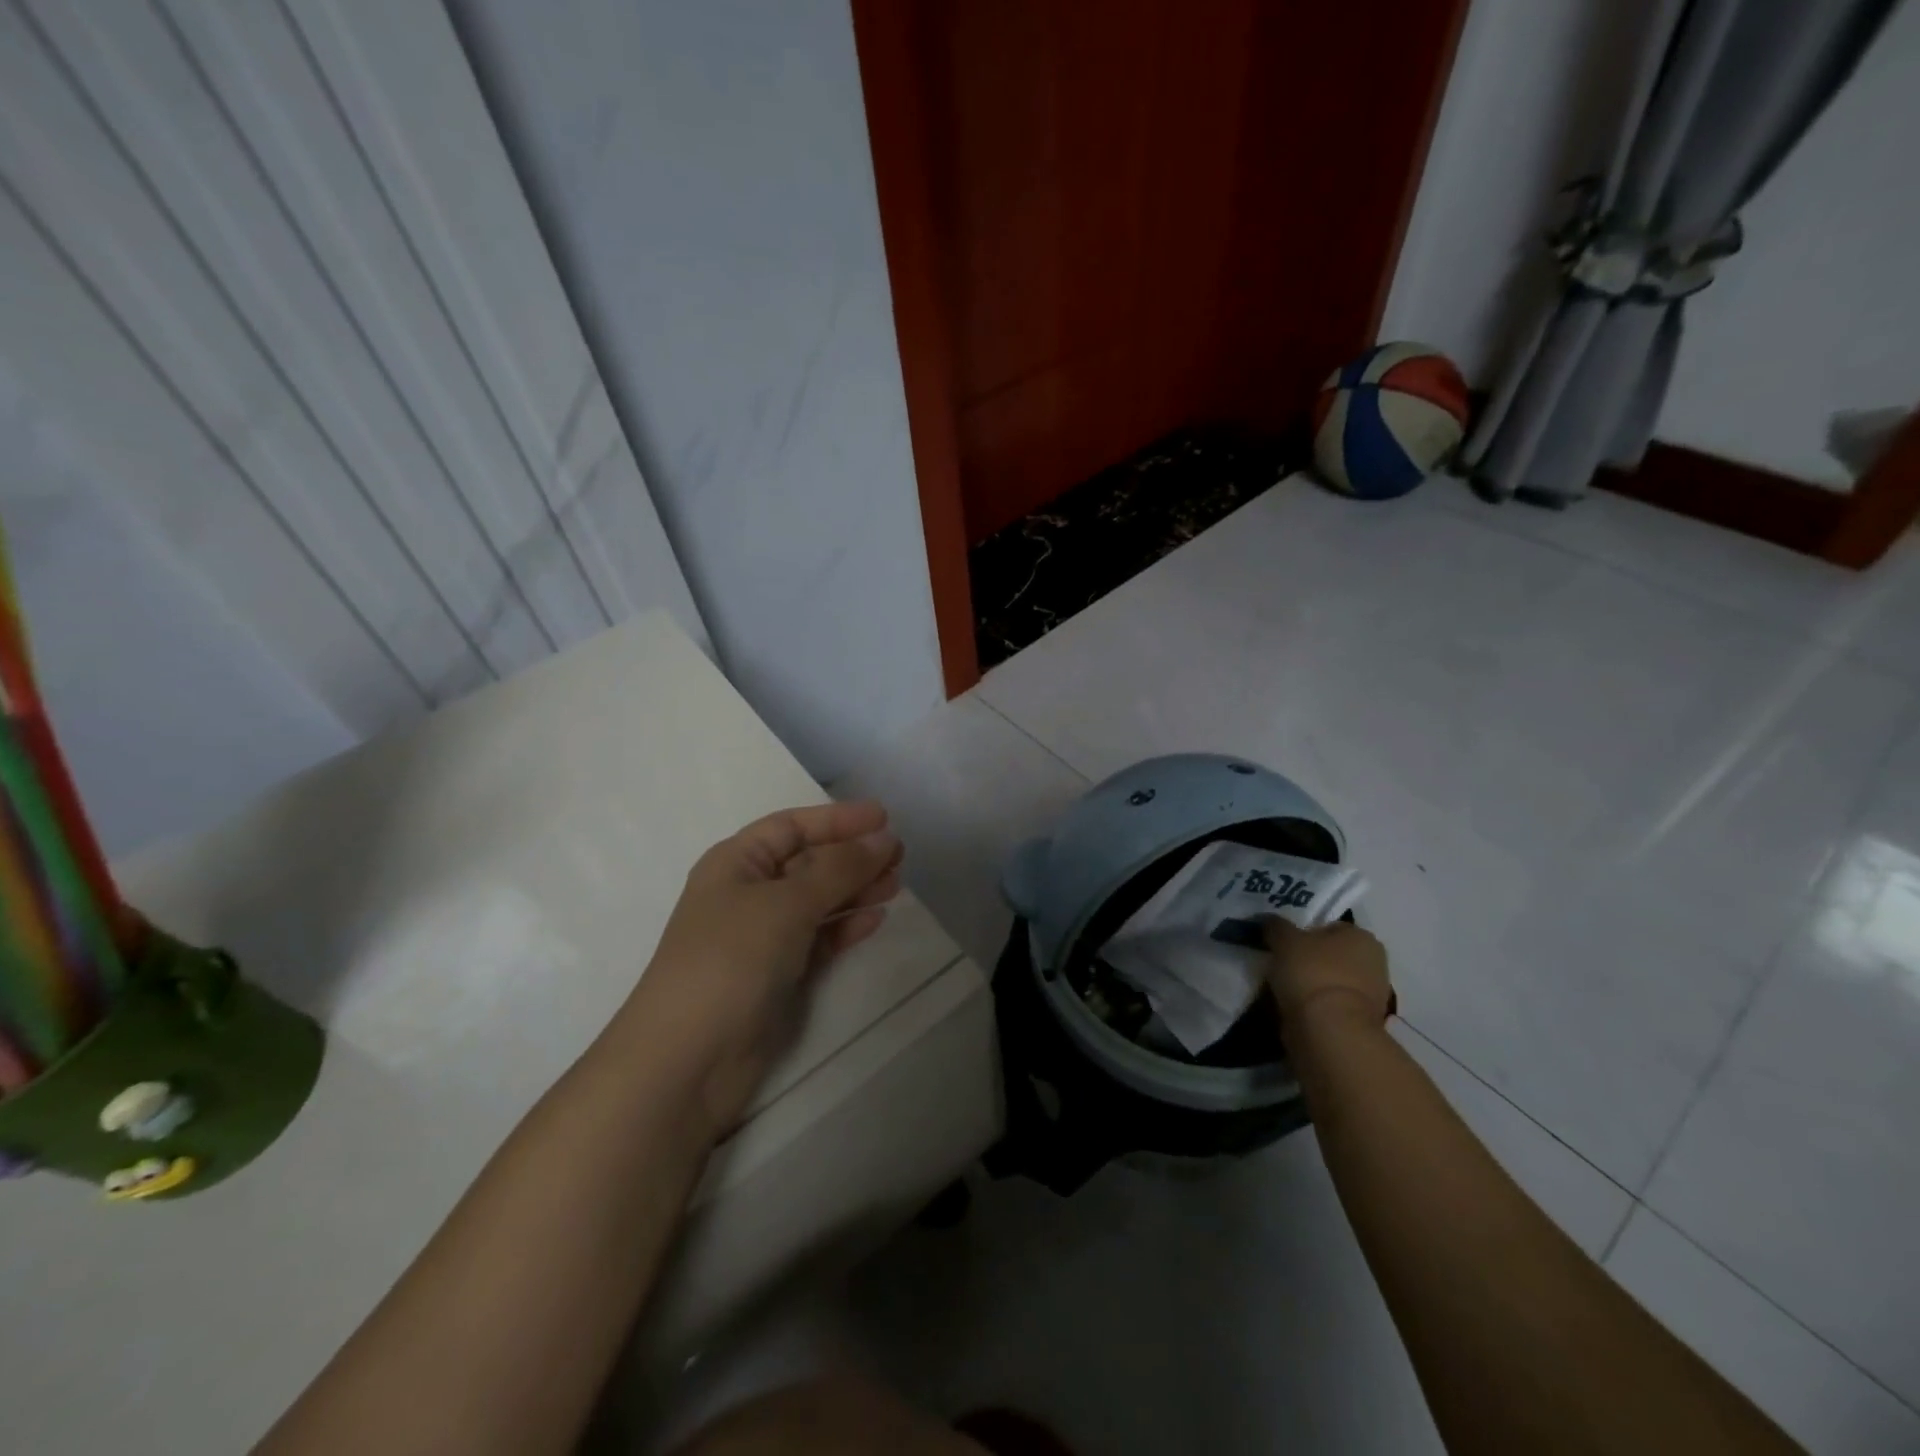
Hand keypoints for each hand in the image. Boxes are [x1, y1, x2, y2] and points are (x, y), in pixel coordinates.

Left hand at [630, 801, 902, 1139]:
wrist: (687, 1061)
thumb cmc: (730, 960)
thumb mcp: (786, 903)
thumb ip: (839, 869)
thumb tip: (884, 838)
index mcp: (735, 863)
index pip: (792, 826)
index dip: (837, 819)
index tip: (885, 817)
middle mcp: (747, 894)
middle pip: (808, 862)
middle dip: (851, 856)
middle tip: (900, 855)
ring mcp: (761, 937)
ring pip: (817, 901)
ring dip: (855, 890)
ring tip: (896, 884)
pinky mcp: (776, 975)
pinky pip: (818, 938)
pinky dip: (845, 927)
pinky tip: (875, 919)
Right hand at [1263, 919, 1394, 1039]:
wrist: (1329, 1031)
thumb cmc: (1312, 973)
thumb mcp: (1284, 939)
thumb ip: (1276, 926)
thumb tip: (1270, 922)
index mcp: (1363, 937)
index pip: (1329, 927)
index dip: (1303, 932)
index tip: (1282, 943)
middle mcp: (1375, 964)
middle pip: (1331, 955)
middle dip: (1308, 959)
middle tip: (1279, 963)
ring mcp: (1372, 997)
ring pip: (1330, 982)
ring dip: (1309, 984)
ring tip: (1281, 988)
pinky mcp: (1360, 1024)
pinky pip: (1330, 1006)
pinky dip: (1313, 1006)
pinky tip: (1292, 1008)